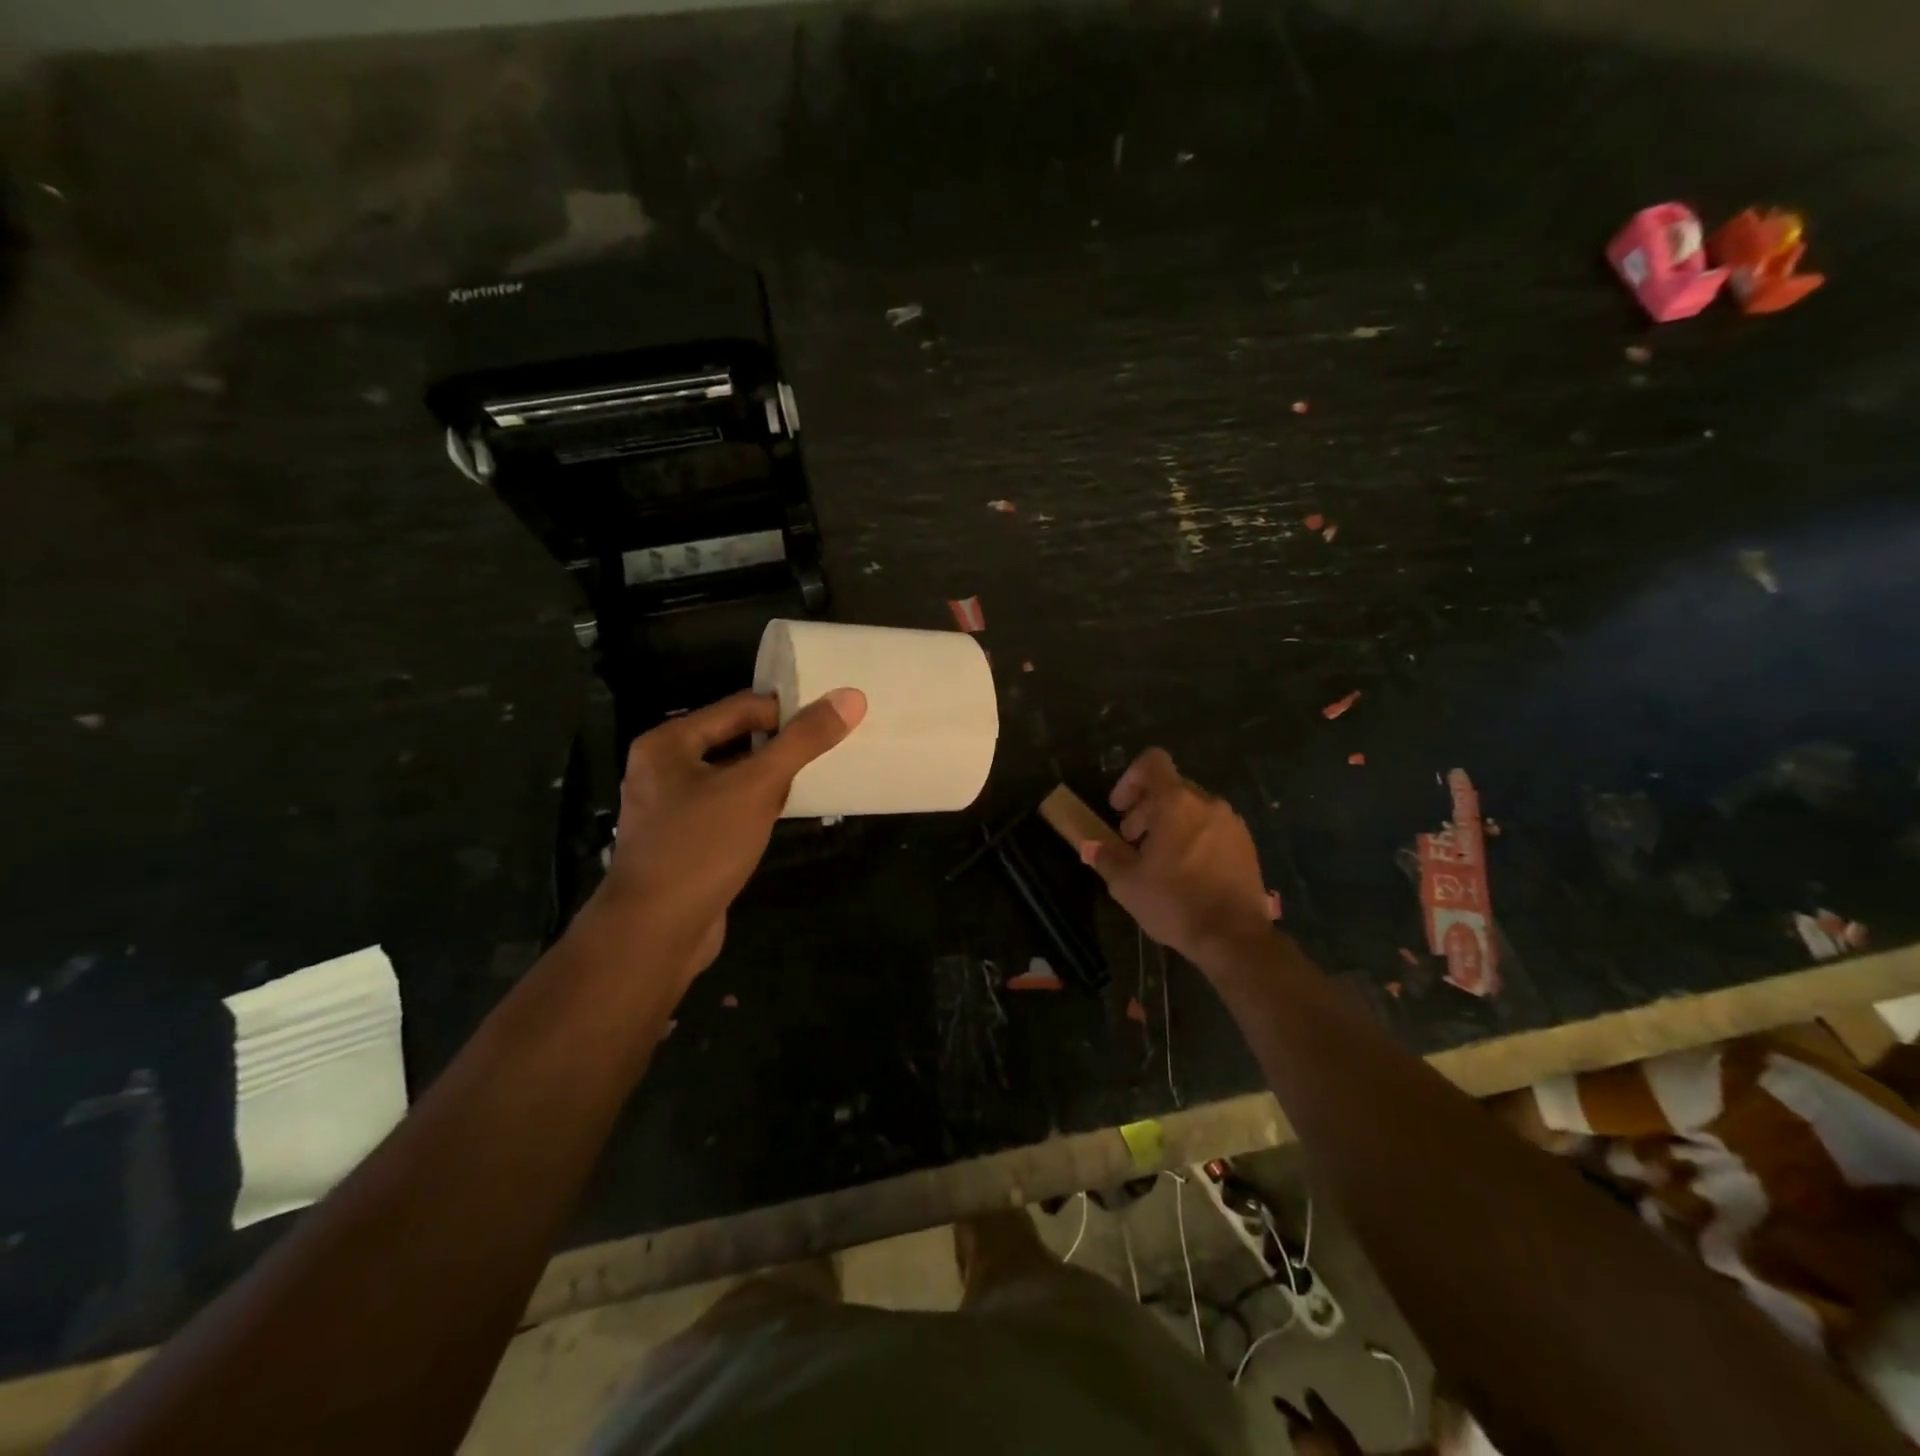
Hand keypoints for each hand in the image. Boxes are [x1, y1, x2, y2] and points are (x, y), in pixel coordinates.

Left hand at [584, 687, 865, 976]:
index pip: (739, 707)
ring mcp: (672, 808)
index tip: (832, 717)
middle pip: (735, 740)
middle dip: (781, 745)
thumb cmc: (700, 847)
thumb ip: (802, 741)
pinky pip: (729, 808)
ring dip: (771, 778)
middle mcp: (664, 768)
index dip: (787, 709)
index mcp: (669, 743)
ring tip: (819, 775)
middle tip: (831, 746)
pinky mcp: (686, 841)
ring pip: (734, 777)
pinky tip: (787, 814)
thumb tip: (850, 697)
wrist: (654, 934)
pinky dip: (757, 807)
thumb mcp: (757, 787)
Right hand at [1088, 747, 1273, 971]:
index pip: (1152, 762)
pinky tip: (1186, 871)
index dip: (1130, 778)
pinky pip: (1213, 827)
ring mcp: (1232, 823)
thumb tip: (1092, 846)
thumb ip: (1106, 856)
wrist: (1234, 937)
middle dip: (1145, 808)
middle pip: (1170, 787)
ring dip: (1170, 823)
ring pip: (1192, 808)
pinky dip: (1194, 837)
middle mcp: (1207, 803)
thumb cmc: (1174, 903)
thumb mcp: (1126, 883)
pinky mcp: (1247, 845)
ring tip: (1158, 859)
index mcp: (1176, 802)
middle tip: (1132, 840)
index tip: (1119, 808)